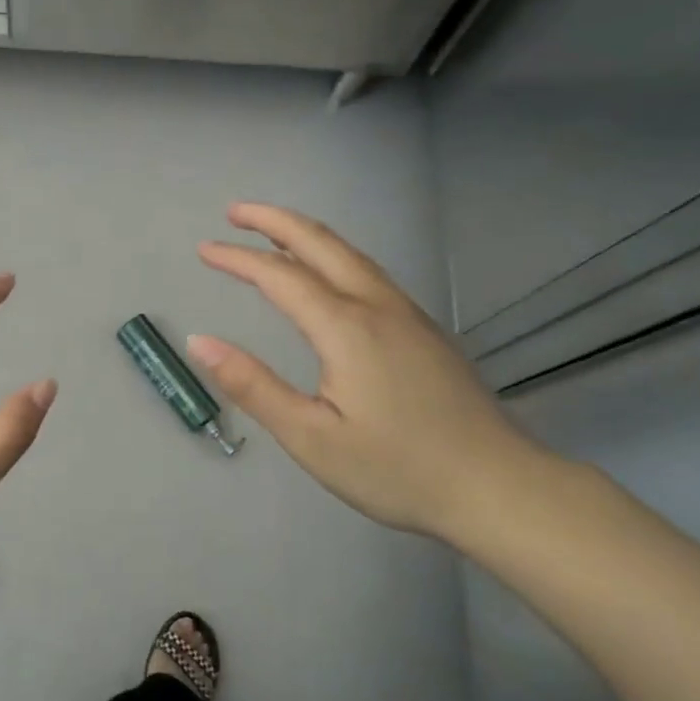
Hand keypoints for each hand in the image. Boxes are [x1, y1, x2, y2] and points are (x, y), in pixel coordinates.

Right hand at [189, 204, 553, 537]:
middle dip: (274, 221)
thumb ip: (252, 386)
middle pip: (320, 244)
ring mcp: (407, 315)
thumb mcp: (310, 437)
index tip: (203, 250)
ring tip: (272, 230)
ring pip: (349, 254)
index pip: (280, 276)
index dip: (238, 259)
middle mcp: (377, 307)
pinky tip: (327, 272)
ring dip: (305, 234)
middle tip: (235, 212)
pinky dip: (332, 254)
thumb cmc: (397, 469)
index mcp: (345, 328)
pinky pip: (368, 272)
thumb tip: (200, 342)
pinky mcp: (424, 331)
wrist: (499, 489)